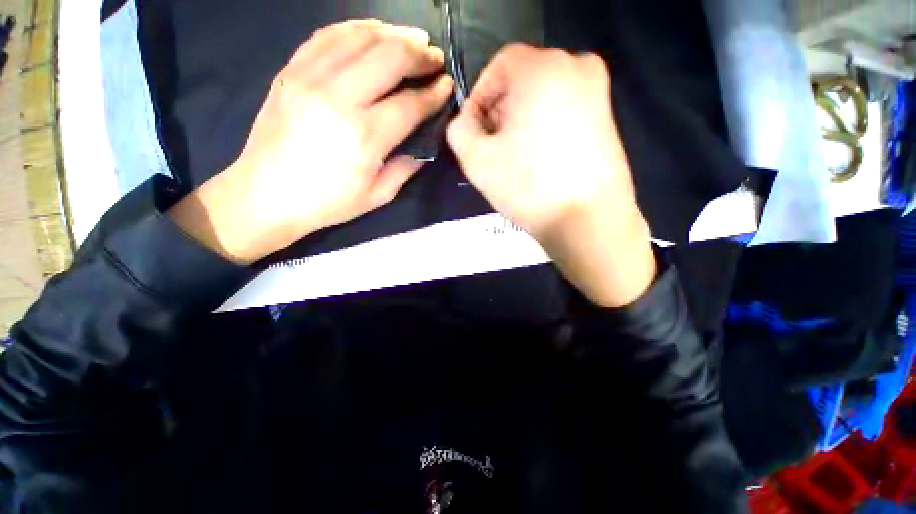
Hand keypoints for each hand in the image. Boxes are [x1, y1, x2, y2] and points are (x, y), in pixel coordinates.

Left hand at [169, 20, 453, 263]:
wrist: (265, 195)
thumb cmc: (327, 202)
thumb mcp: (378, 195)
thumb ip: (407, 166)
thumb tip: (426, 141)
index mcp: (364, 136)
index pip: (409, 104)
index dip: (434, 94)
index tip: (448, 87)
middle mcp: (339, 98)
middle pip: (389, 58)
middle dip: (420, 55)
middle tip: (435, 60)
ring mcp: (310, 77)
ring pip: (360, 37)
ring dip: (393, 34)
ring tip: (412, 40)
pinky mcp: (291, 70)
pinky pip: (328, 35)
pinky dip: (356, 28)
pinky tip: (374, 33)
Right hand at [447, 45, 654, 306]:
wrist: (586, 219)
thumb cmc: (528, 186)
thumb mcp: (476, 159)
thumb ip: (458, 131)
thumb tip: (466, 123)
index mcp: (543, 67)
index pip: (498, 67)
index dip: (479, 99)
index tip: (474, 133)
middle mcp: (576, 67)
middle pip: (522, 81)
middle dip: (500, 113)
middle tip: (493, 148)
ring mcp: (597, 92)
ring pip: (543, 98)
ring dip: (521, 122)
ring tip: (515, 158)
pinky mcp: (607, 117)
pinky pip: (563, 112)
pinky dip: (544, 128)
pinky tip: (539, 160)